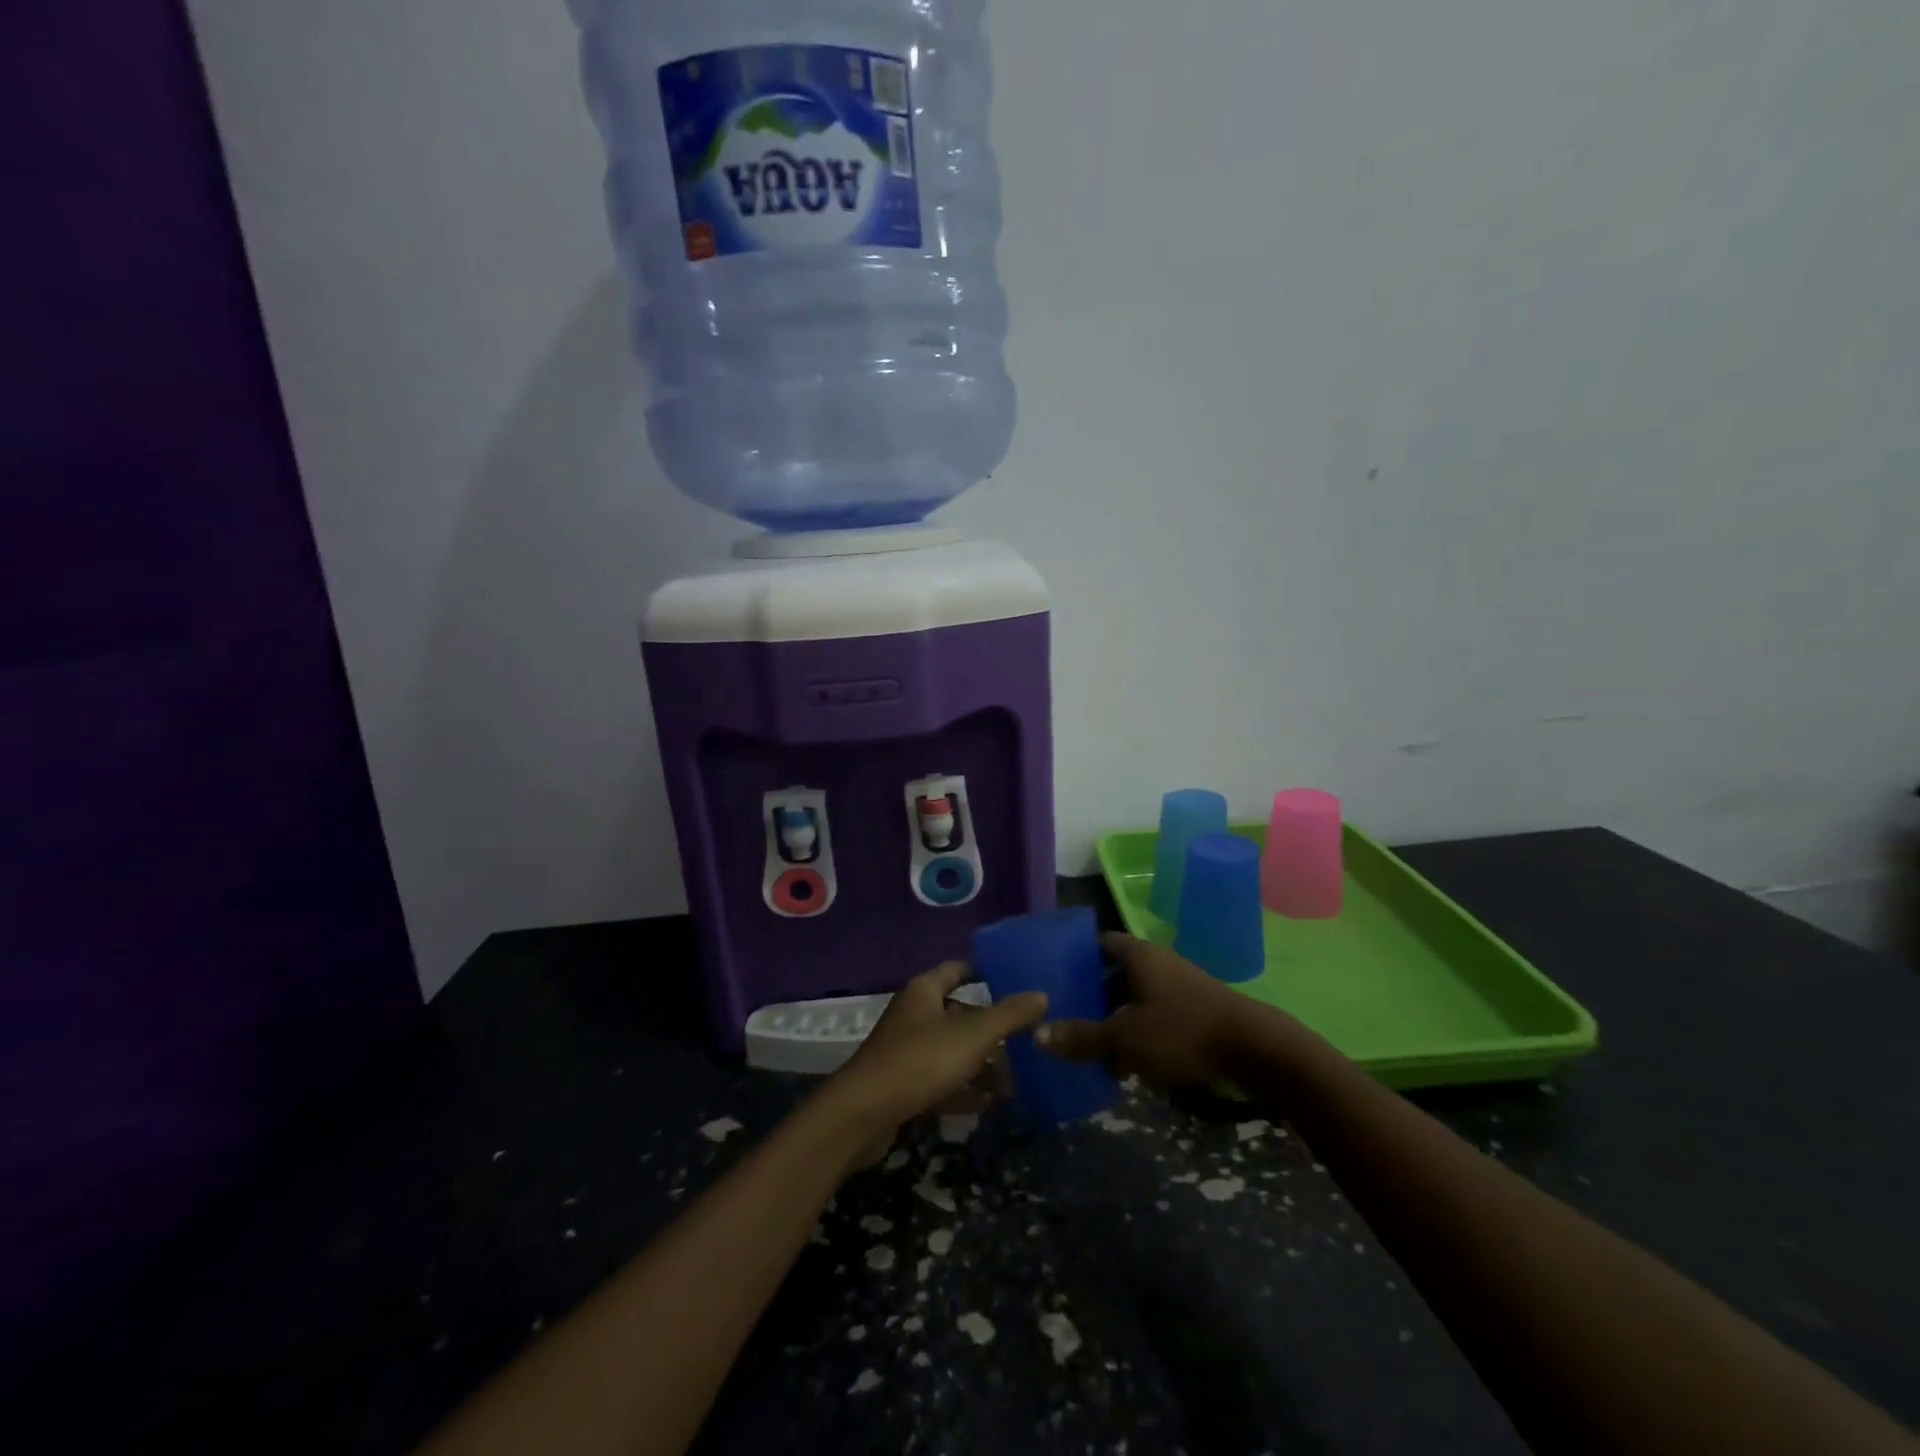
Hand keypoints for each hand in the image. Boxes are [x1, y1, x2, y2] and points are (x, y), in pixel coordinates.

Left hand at [825, 961, 1046, 1165]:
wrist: (863, 1115)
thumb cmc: (920, 1061)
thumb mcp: (973, 1035)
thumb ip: (1009, 1015)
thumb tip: (1041, 995)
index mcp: (924, 991)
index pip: (958, 969)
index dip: (984, 972)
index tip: (1015, 980)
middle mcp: (914, 1014)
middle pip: (959, 1013)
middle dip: (991, 1028)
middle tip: (1026, 1040)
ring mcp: (905, 1050)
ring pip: (952, 1050)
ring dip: (981, 1063)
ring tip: (1015, 1080)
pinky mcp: (902, 1084)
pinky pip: (941, 1080)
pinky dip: (963, 1089)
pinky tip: (989, 1104)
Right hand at [1035, 933, 1254, 1086]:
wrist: (1255, 1049)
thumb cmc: (1182, 1031)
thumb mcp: (1125, 1038)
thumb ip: (1082, 1037)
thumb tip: (1037, 1035)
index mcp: (1137, 955)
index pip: (1099, 943)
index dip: (1076, 956)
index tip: (1055, 976)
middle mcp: (1157, 962)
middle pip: (1116, 973)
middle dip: (1093, 995)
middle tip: (1066, 1016)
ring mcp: (1180, 986)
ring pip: (1136, 997)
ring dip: (1117, 1019)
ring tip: (1092, 1047)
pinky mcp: (1196, 1011)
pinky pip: (1157, 1015)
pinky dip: (1140, 1032)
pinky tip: (1130, 1063)